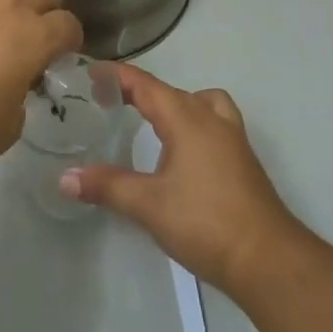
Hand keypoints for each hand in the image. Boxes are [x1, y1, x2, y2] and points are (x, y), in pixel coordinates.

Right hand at [61, 65, 298, 295]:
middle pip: (170, 91)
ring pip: (201, 102)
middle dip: (139, 90)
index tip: (90, 72)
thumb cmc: (205, 222)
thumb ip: (107, 186)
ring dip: (175, 103)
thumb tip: (65, 178)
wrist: (268, 259)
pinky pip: (214, 121)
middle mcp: (210, 118)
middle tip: (108, 99)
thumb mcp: (148, 204)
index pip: (145, 84)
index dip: (117, 75)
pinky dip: (194, 122)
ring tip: (153, 121)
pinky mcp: (242, 160)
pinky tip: (182, 152)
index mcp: (186, 118)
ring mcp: (232, 138)